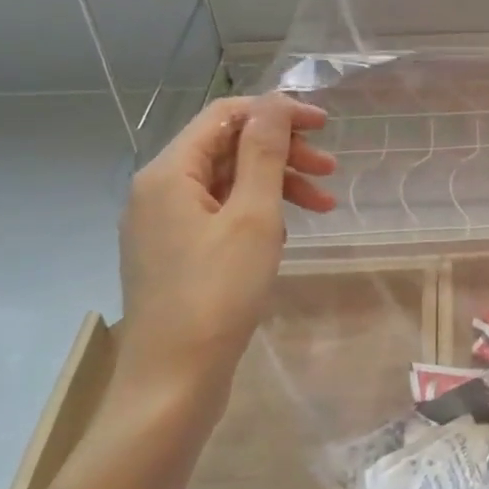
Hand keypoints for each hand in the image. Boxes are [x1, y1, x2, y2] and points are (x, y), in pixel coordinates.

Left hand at [115, 94, 336, 412]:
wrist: (171, 386)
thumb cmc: (216, 294)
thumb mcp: (253, 216)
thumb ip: (264, 152)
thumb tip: (276, 102)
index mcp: (168, 172)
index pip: (226, 115)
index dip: (277, 112)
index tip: (323, 126)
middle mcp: (158, 190)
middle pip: (227, 148)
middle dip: (282, 152)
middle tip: (330, 169)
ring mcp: (163, 225)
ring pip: (228, 183)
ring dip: (276, 184)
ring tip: (324, 205)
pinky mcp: (174, 254)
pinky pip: (220, 214)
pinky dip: (257, 213)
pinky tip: (285, 233)